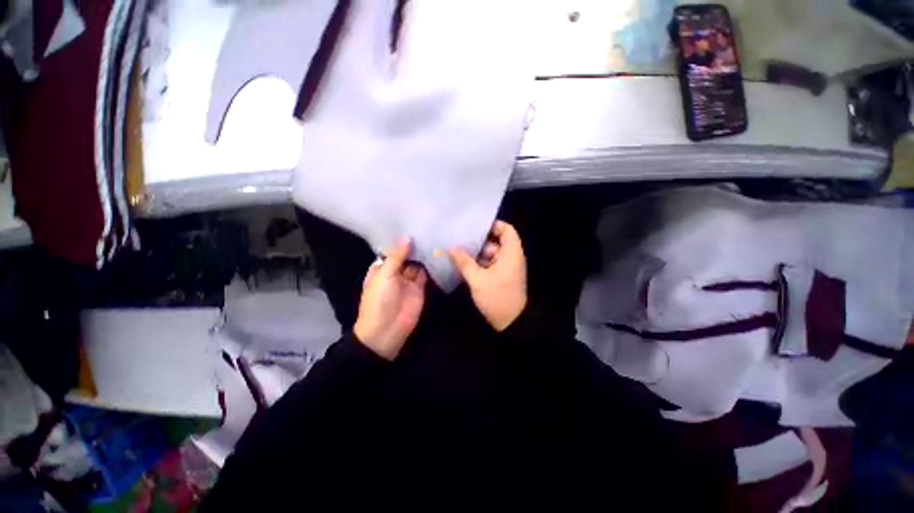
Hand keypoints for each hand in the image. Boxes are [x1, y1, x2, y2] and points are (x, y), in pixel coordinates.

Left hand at [354, 238, 426, 359]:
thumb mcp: (384, 276)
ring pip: (416, 264)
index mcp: (381, 268)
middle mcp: (395, 272)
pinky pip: (425, 275)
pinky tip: (437, 254)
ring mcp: (408, 281)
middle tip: (427, 228)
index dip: (400, 241)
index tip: (411, 224)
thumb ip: (397, 257)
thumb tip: (407, 238)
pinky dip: (430, 266)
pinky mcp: (419, 289)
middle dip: (414, 246)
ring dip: (423, 255)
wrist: (386, 331)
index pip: (392, 251)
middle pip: (406, 256)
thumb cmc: (379, 301)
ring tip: (434, 237)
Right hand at [450, 221, 526, 331]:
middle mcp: (511, 256)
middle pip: (496, 240)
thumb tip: (451, 248)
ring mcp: (506, 267)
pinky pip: (490, 263)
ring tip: (458, 250)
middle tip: (460, 239)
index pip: (506, 229)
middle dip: (479, 241)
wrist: (511, 323)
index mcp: (511, 253)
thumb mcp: (478, 279)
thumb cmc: (497, 297)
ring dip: (477, 253)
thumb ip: (464, 262)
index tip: (474, 227)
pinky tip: (464, 263)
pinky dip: (479, 262)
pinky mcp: (501, 276)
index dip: (492, 225)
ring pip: (491, 253)